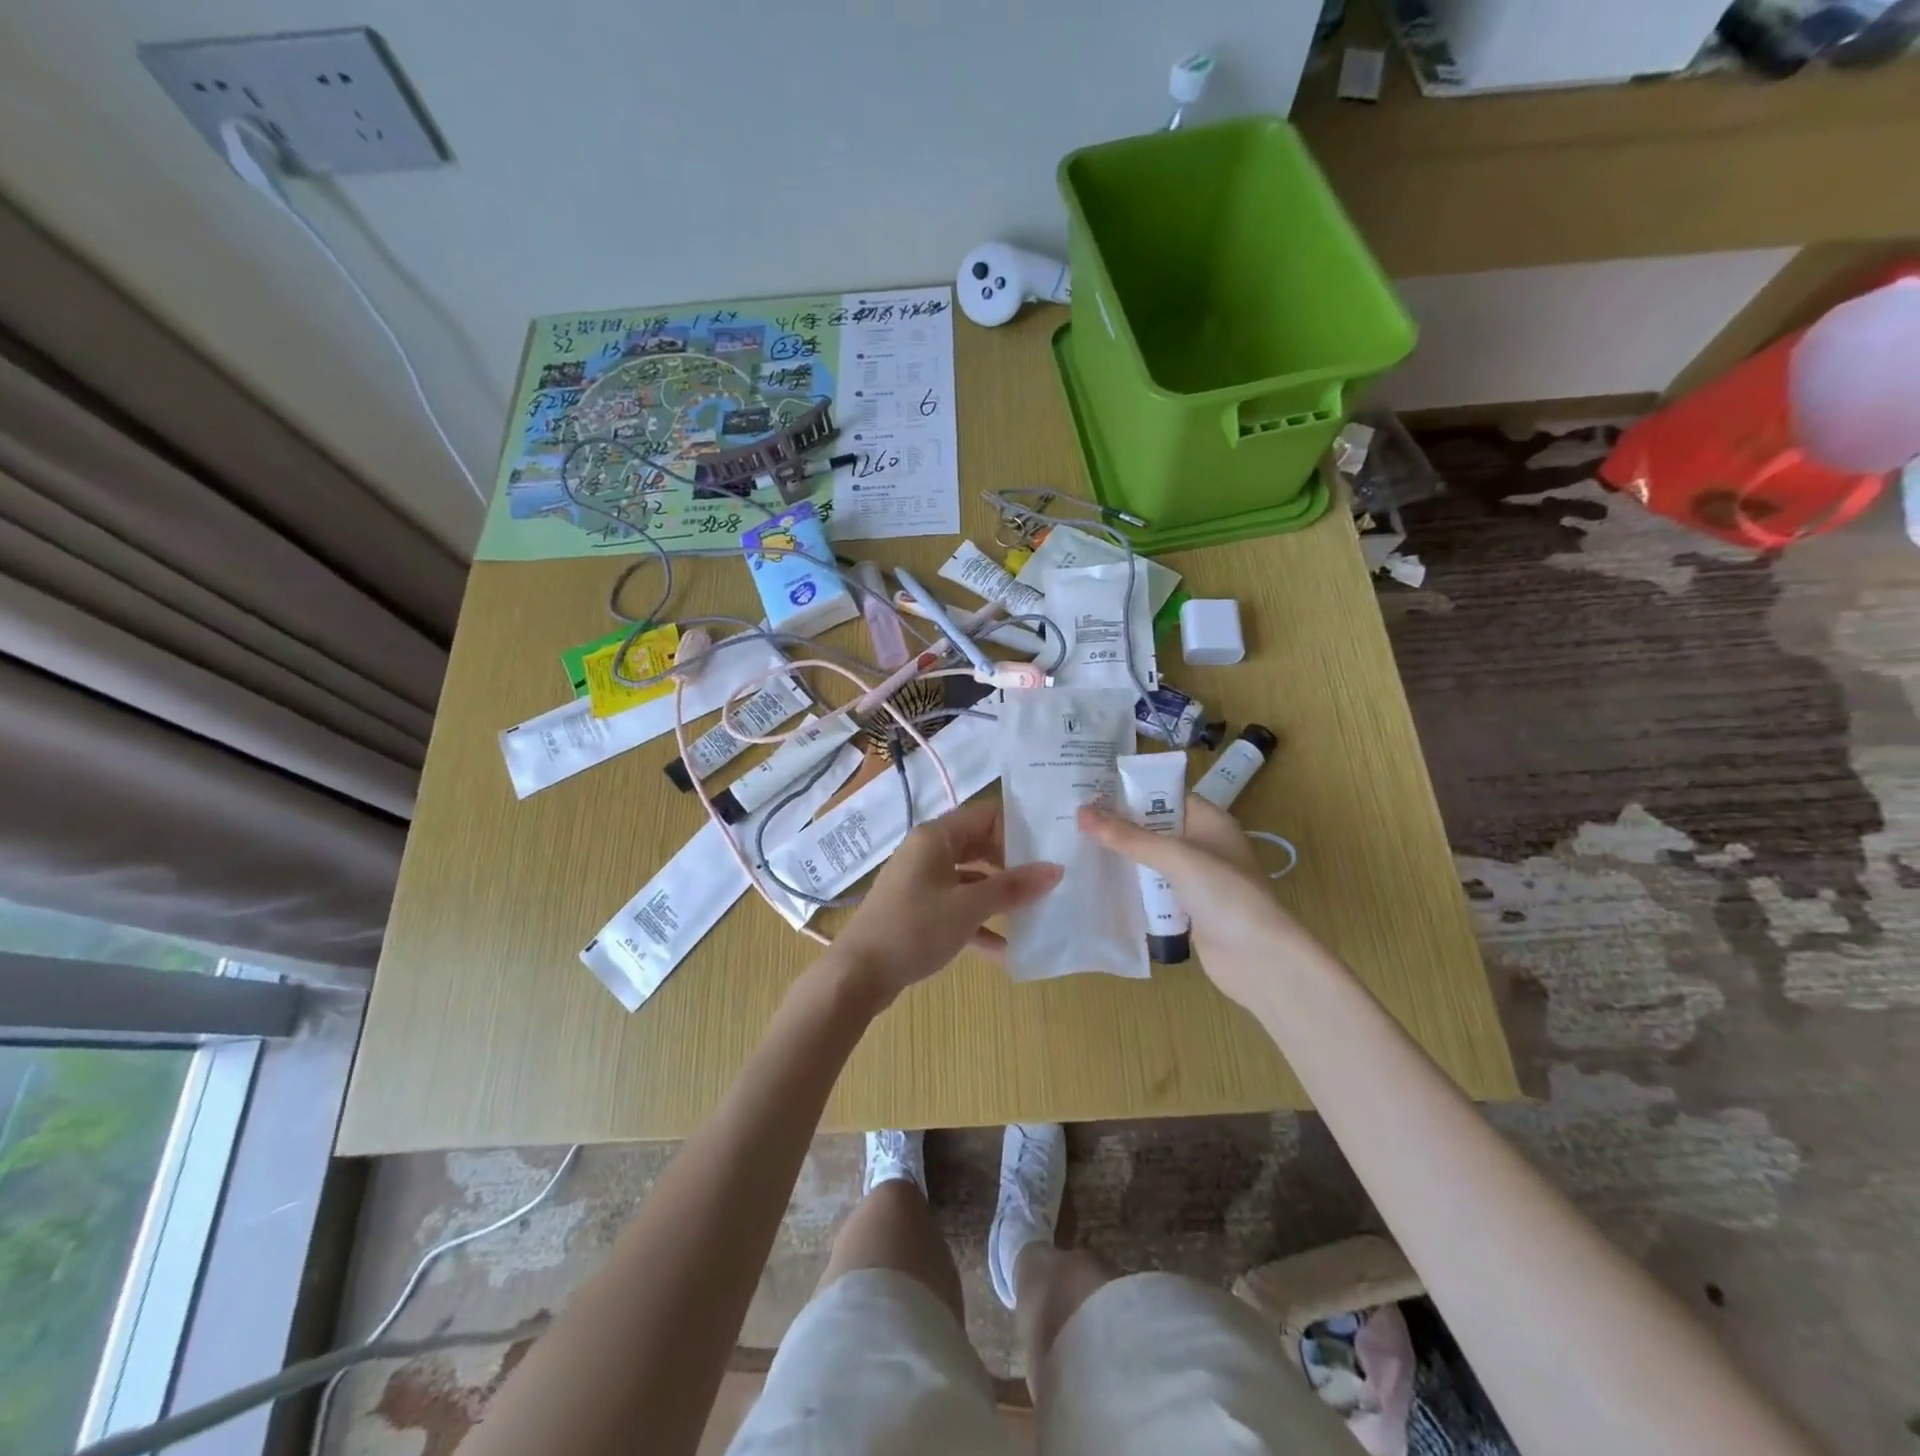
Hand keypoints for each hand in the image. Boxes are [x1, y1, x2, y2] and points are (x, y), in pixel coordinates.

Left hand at [831, 799, 1062, 1008]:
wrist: (859, 974)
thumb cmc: (914, 928)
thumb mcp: (968, 907)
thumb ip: (1012, 887)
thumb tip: (1056, 869)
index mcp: (935, 837)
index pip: (985, 815)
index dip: (1017, 828)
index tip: (1048, 849)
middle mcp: (927, 852)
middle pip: (979, 846)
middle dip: (1012, 864)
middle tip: (1047, 881)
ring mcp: (921, 881)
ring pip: (970, 878)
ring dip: (998, 895)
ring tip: (1035, 911)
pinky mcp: (919, 909)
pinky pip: (957, 906)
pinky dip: (979, 921)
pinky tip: (1006, 949)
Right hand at [1078, 796, 1315, 1013]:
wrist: (1259, 959)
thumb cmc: (1224, 894)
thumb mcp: (1175, 857)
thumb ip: (1128, 836)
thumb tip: (1081, 812)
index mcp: (1210, 821)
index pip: (1165, 795)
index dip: (1131, 791)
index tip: (1091, 790)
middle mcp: (1204, 845)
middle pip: (1155, 828)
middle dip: (1120, 826)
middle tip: (1075, 819)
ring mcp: (1196, 879)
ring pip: (1151, 861)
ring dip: (1123, 858)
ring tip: (1077, 847)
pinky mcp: (1187, 909)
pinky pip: (1153, 890)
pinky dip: (1132, 888)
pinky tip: (1100, 884)